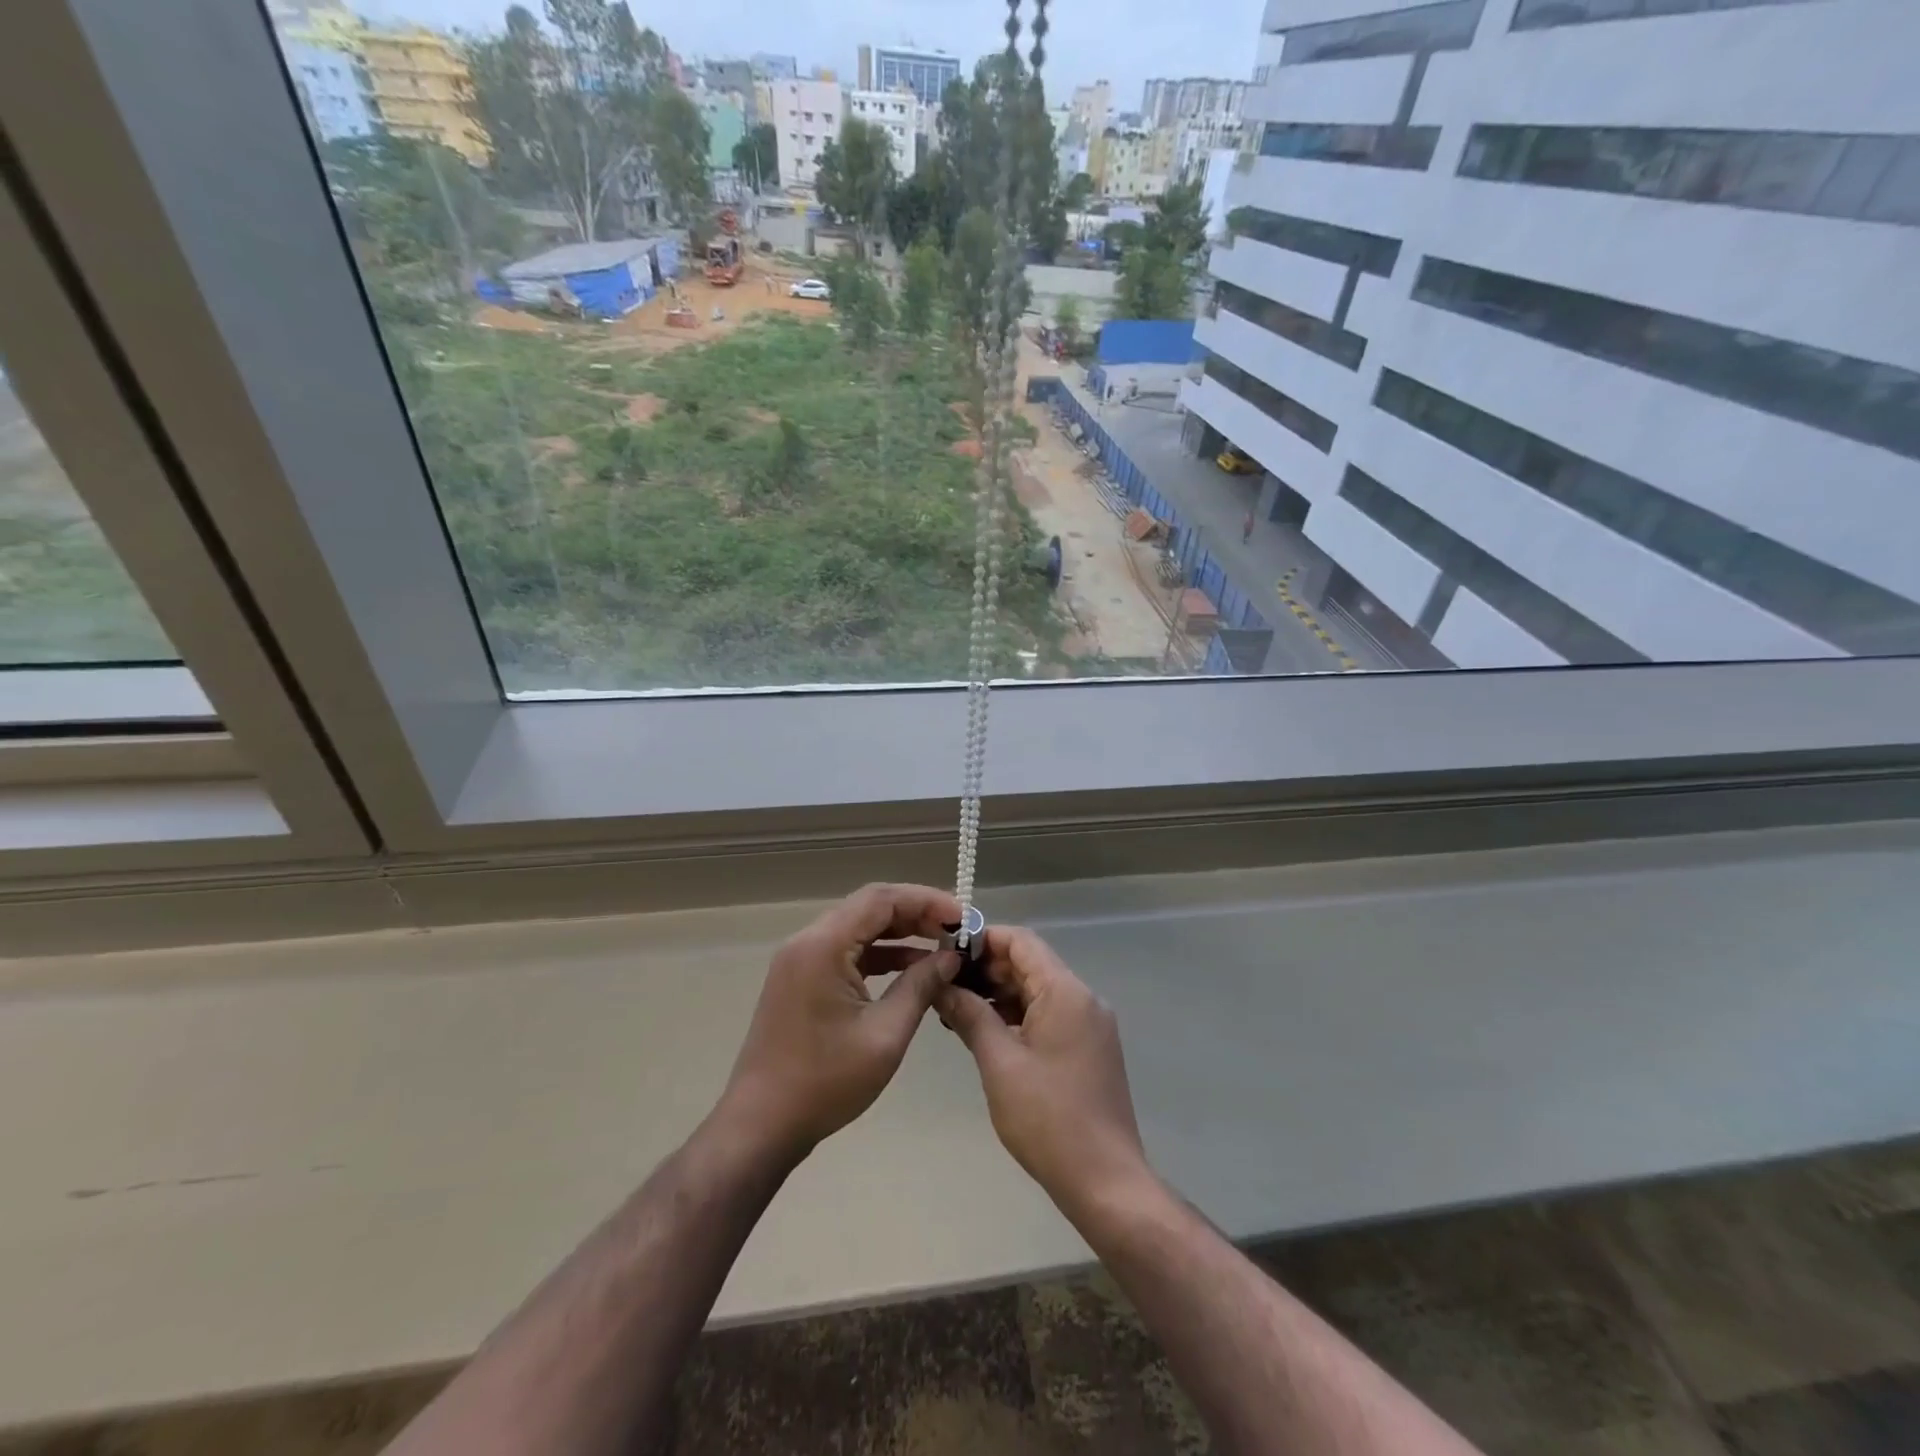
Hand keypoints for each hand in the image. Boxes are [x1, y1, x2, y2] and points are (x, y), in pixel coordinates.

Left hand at [716, 883, 962, 1164]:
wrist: (761, 1125)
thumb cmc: (825, 1082)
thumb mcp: (885, 1035)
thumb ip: (920, 986)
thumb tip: (950, 957)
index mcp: (823, 945)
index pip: (882, 899)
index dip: (926, 901)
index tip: (963, 917)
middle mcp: (808, 941)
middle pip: (869, 907)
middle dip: (916, 913)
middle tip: (957, 931)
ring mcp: (800, 960)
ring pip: (858, 927)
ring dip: (899, 932)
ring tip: (942, 946)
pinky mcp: (801, 979)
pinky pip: (846, 951)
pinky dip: (879, 953)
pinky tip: (911, 968)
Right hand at [935, 926, 1152, 1219]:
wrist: (1105, 1181)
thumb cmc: (1047, 1118)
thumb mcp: (999, 1062)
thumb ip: (970, 1015)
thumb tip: (942, 984)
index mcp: (1066, 992)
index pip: (1022, 942)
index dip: (983, 939)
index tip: (947, 951)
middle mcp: (1084, 998)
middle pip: (1031, 964)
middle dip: (988, 969)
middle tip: (945, 985)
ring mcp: (1090, 1024)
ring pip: (1039, 991)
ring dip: (1001, 995)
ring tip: (957, 1010)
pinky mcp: (1090, 1048)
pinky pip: (1050, 1015)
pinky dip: (1019, 1016)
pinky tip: (988, 1033)